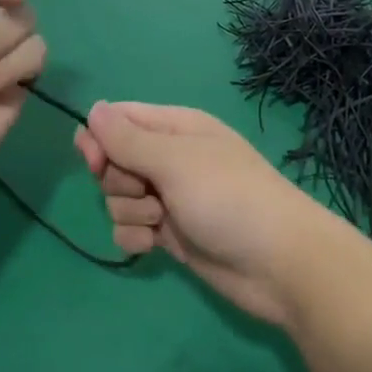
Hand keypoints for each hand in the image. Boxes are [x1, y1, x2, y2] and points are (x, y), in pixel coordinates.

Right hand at [74, 103, 352, 327]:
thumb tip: (93, 109)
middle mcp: (170, 158)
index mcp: (175, 128)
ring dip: (130, 212)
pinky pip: (130, 229)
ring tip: (161, 220)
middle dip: (118, 180)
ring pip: (118, 198)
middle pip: (114, 161)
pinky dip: (136, 237)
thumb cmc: (228, 197)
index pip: (119, 119)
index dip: (99, 139)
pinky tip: (156, 246)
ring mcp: (170, 198)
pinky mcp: (171, 234)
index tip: (94, 162)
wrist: (278, 262)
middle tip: (147, 191)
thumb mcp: (175, 160)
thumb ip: (128, 139)